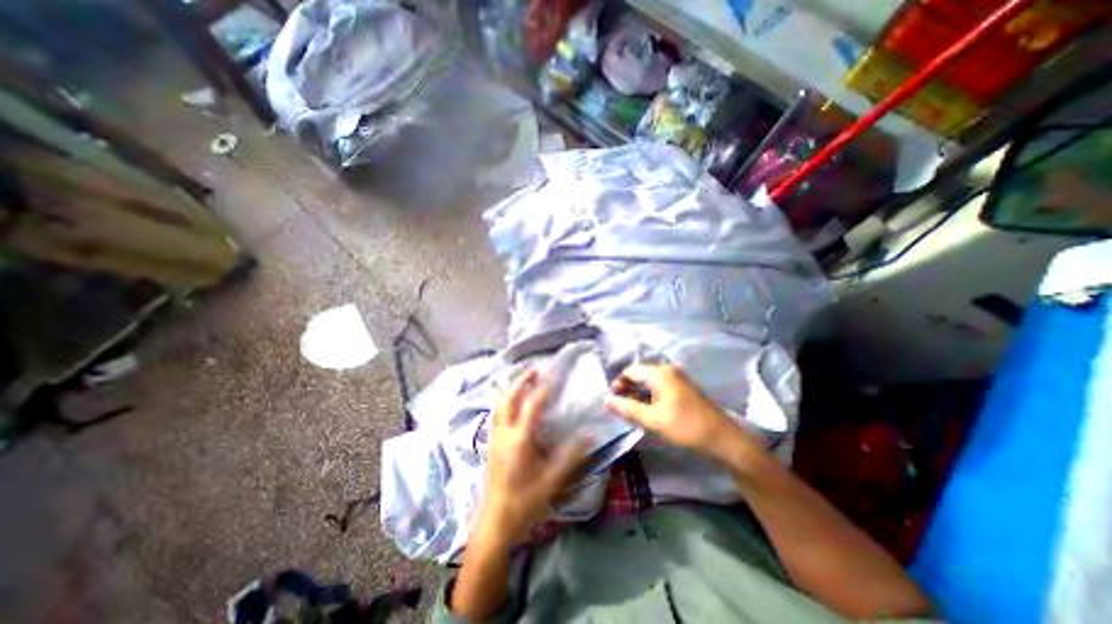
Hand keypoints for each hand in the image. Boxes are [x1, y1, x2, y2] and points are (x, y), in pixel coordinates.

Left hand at [476, 368, 583, 543]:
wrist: (495, 521)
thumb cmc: (524, 501)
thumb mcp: (552, 481)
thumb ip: (571, 457)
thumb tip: (590, 434)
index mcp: (520, 440)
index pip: (532, 405)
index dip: (543, 386)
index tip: (554, 371)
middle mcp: (504, 432)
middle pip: (509, 397)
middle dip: (521, 379)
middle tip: (535, 367)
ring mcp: (495, 436)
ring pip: (499, 403)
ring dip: (511, 386)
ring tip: (523, 376)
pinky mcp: (491, 441)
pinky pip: (496, 411)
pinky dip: (504, 398)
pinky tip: (511, 399)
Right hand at [606, 364, 760, 459]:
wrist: (723, 439)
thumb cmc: (685, 427)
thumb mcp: (652, 420)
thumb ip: (627, 408)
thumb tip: (605, 400)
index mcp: (660, 373)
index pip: (630, 371)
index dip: (618, 384)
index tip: (612, 402)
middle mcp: (668, 370)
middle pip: (640, 375)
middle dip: (628, 390)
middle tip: (622, 409)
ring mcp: (678, 378)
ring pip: (650, 382)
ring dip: (639, 395)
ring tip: (634, 413)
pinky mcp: (684, 388)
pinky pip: (661, 387)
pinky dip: (651, 397)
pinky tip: (650, 411)